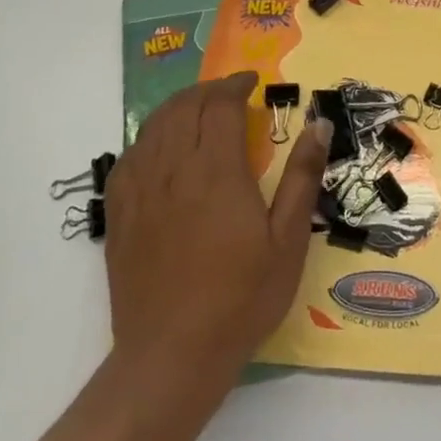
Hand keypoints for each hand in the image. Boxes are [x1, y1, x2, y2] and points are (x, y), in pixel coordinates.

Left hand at [103, 72, 331, 391]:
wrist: (172, 357)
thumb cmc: (242, 298)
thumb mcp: (288, 240)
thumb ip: (301, 177)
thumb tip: (319, 125)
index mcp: (216, 173)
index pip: (219, 108)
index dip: (236, 86)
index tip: (253, 82)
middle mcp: (173, 173)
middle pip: (182, 109)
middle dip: (207, 91)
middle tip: (230, 92)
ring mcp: (141, 195)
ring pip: (152, 128)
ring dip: (177, 107)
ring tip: (199, 109)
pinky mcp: (121, 217)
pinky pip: (127, 159)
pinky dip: (147, 139)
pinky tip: (159, 147)